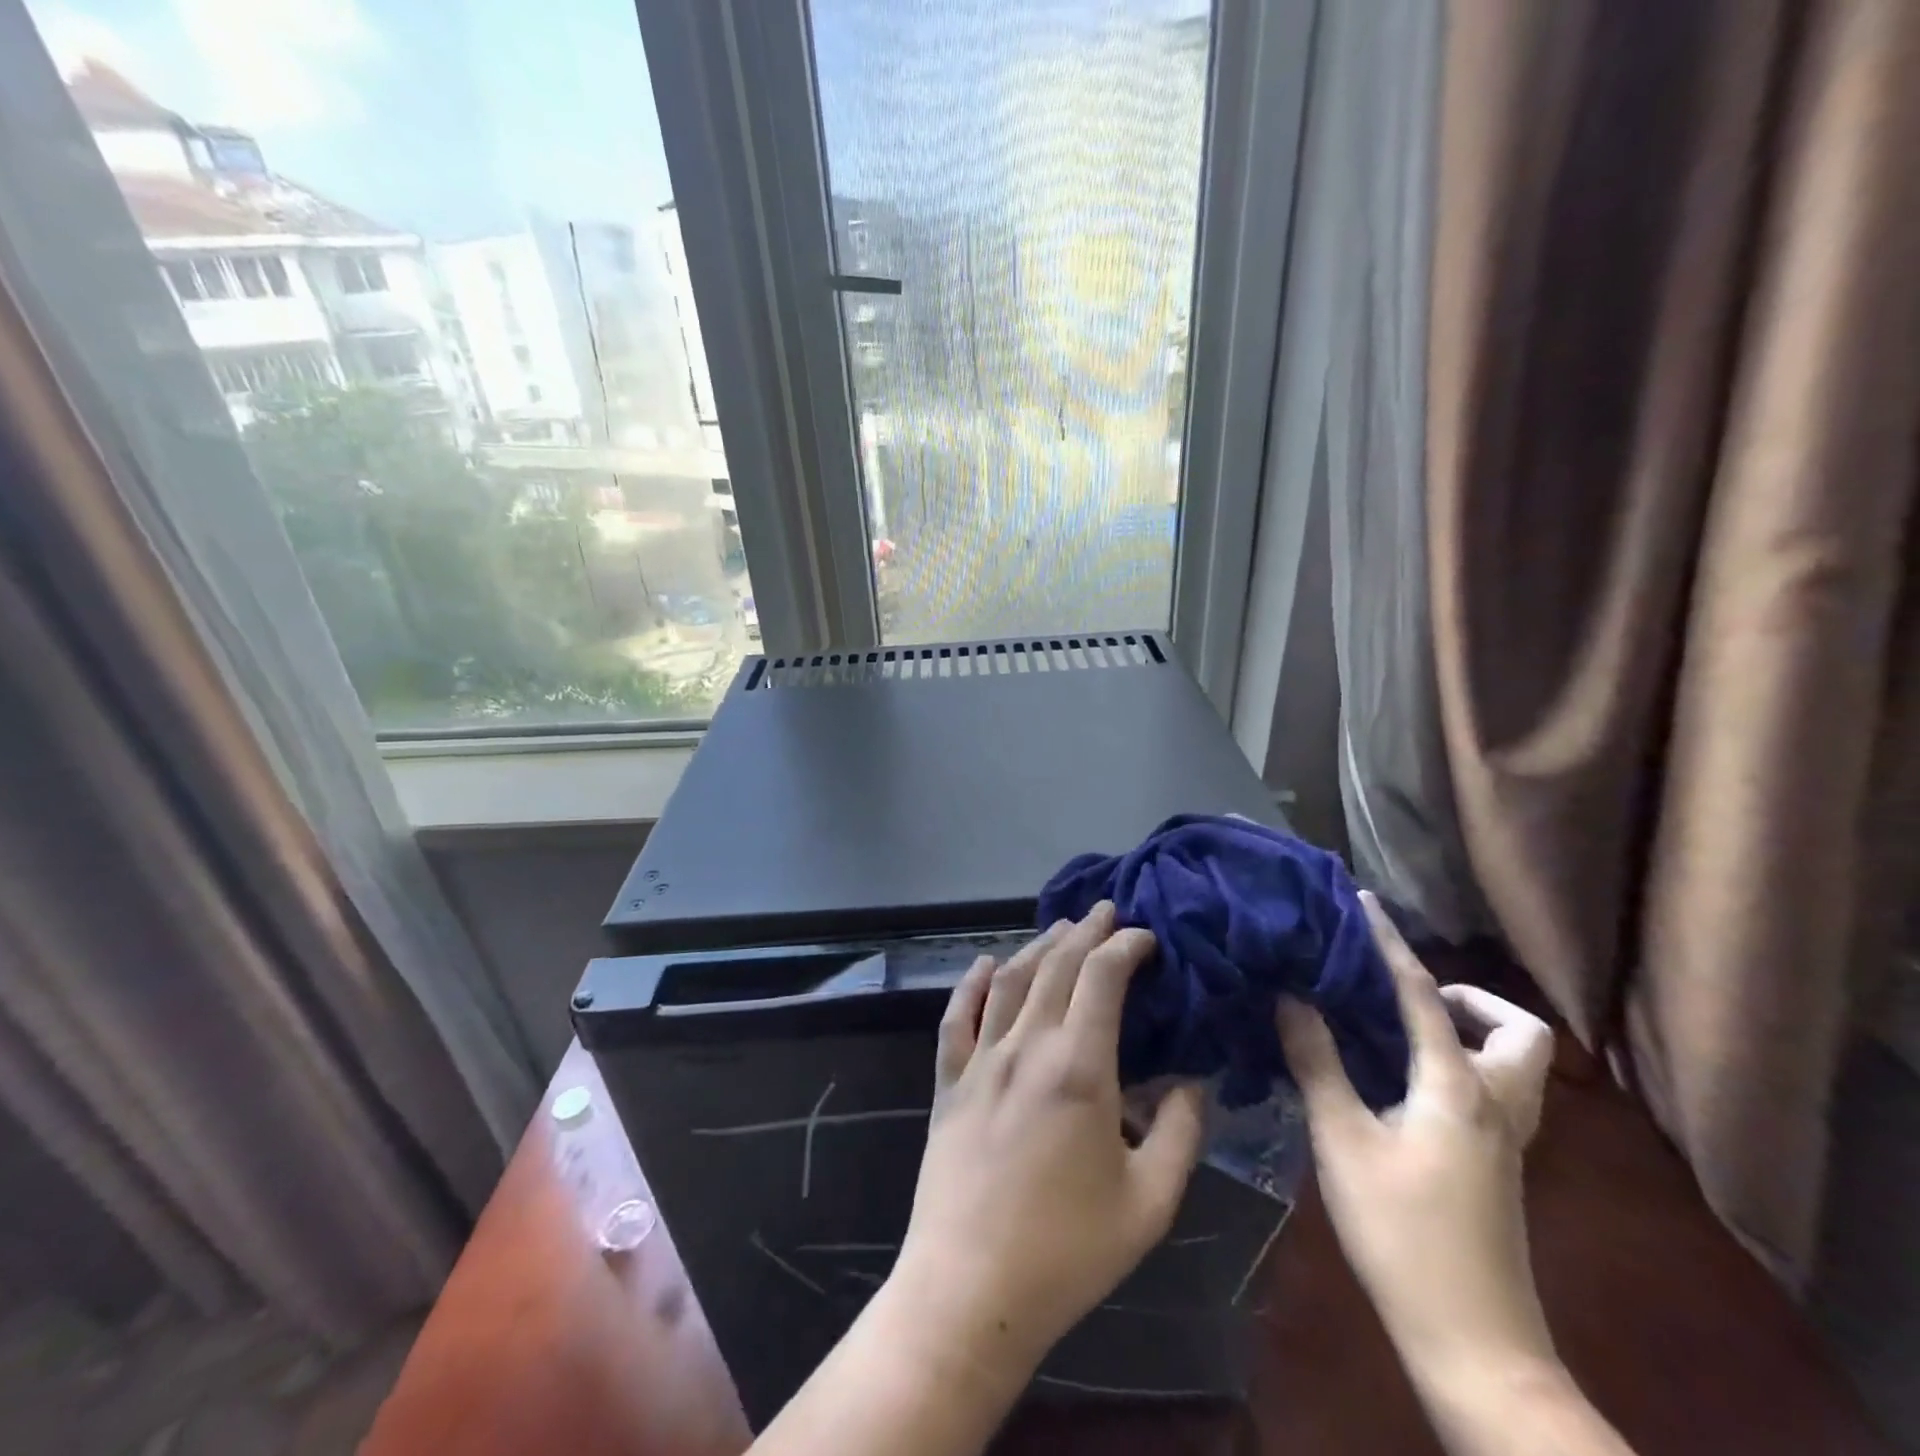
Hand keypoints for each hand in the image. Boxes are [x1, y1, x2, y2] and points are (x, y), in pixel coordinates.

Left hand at [889, 903, 1206, 1387]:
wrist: (971, 1289)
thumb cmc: (1069, 1251)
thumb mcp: (1151, 1202)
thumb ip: (1181, 1133)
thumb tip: (1192, 1082)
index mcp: (1079, 1067)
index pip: (1102, 978)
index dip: (1125, 946)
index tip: (1145, 937)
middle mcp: (1026, 1047)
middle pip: (1056, 967)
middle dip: (1085, 932)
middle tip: (1106, 910)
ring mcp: (981, 1061)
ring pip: (1010, 981)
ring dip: (1038, 947)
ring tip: (1061, 928)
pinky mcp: (949, 1083)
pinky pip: (957, 1018)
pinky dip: (972, 984)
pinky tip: (985, 964)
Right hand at [1276, 891, 1556, 1391]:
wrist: (1473, 1343)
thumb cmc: (1401, 1233)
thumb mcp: (1343, 1140)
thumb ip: (1317, 1061)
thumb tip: (1291, 997)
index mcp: (1459, 1087)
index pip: (1422, 994)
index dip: (1389, 943)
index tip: (1363, 903)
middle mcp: (1497, 1103)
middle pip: (1517, 1030)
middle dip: (1469, 998)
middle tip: (1408, 996)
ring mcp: (1507, 1140)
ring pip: (1515, 1063)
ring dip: (1469, 1031)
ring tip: (1401, 1031)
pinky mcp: (1499, 1165)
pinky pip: (1493, 1089)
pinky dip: (1459, 1063)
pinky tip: (1402, 1081)